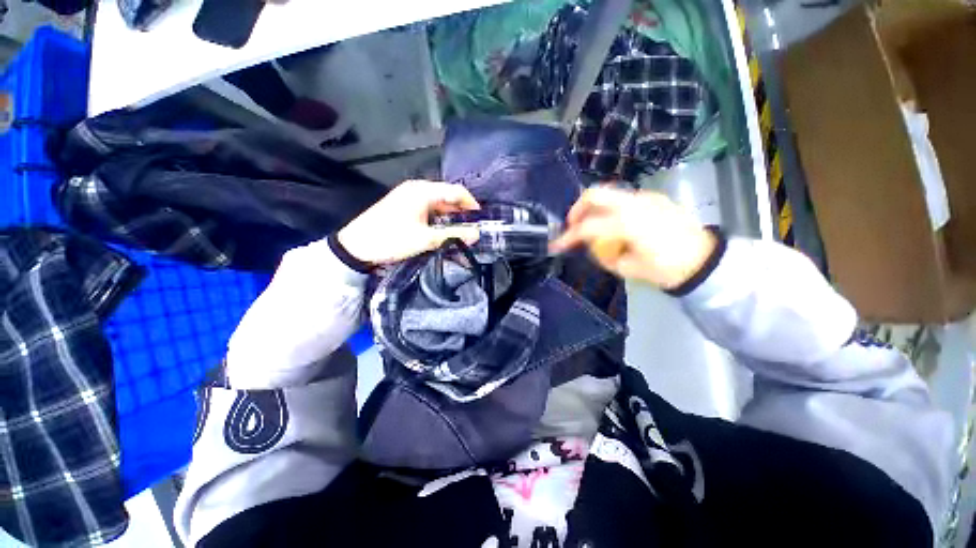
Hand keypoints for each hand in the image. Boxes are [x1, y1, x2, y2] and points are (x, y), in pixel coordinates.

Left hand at [337, 180, 480, 265]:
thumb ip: (454, 235)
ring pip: (438, 203)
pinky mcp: (404, 205)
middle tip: (473, 228)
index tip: (481, 219)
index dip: (471, 204)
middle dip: (462, 211)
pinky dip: (439, 218)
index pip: (456, 191)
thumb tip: (477, 234)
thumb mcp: (426, 239)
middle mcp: (417, 188)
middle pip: (447, 195)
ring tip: (461, 231)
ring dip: (451, 216)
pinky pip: (429, 208)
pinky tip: (444, 229)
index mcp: (423, 191)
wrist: (356, 247)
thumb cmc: (392, 239)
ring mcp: (409, 196)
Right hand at [550, 187, 716, 289]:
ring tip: (592, 226)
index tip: (556, 245)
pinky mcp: (654, 198)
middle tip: (572, 225)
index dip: (568, 237)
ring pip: (609, 194)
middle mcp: (635, 204)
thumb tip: (591, 244)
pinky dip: (610, 209)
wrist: (704, 261)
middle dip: (577, 209)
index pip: (588, 227)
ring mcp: (646, 197)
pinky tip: (615, 225)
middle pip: (595, 194)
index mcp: (628, 224)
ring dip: (593, 208)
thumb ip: (604, 254)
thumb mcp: (628, 269)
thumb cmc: (666, 269)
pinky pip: (623, 199)